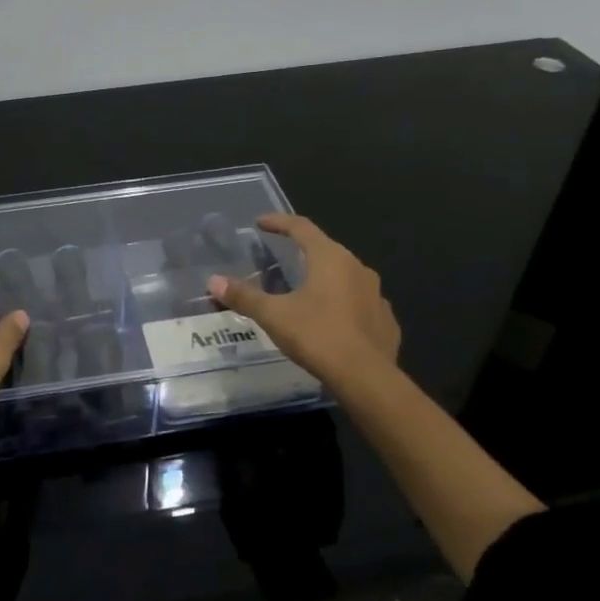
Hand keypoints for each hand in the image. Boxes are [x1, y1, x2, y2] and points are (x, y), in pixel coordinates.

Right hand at [207, 214, 400, 395]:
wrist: (367, 379)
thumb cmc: (318, 336)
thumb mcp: (274, 315)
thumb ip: (244, 296)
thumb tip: (213, 281)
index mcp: (330, 258)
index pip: (302, 227)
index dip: (279, 222)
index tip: (260, 222)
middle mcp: (357, 268)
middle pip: (326, 249)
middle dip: (303, 249)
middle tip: (283, 254)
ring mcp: (376, 294)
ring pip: (346, 276)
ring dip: (325, 277)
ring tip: (306, 289)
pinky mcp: (385, 320)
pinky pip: (360, 302)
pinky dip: (343, 303)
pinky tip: (332, 319)